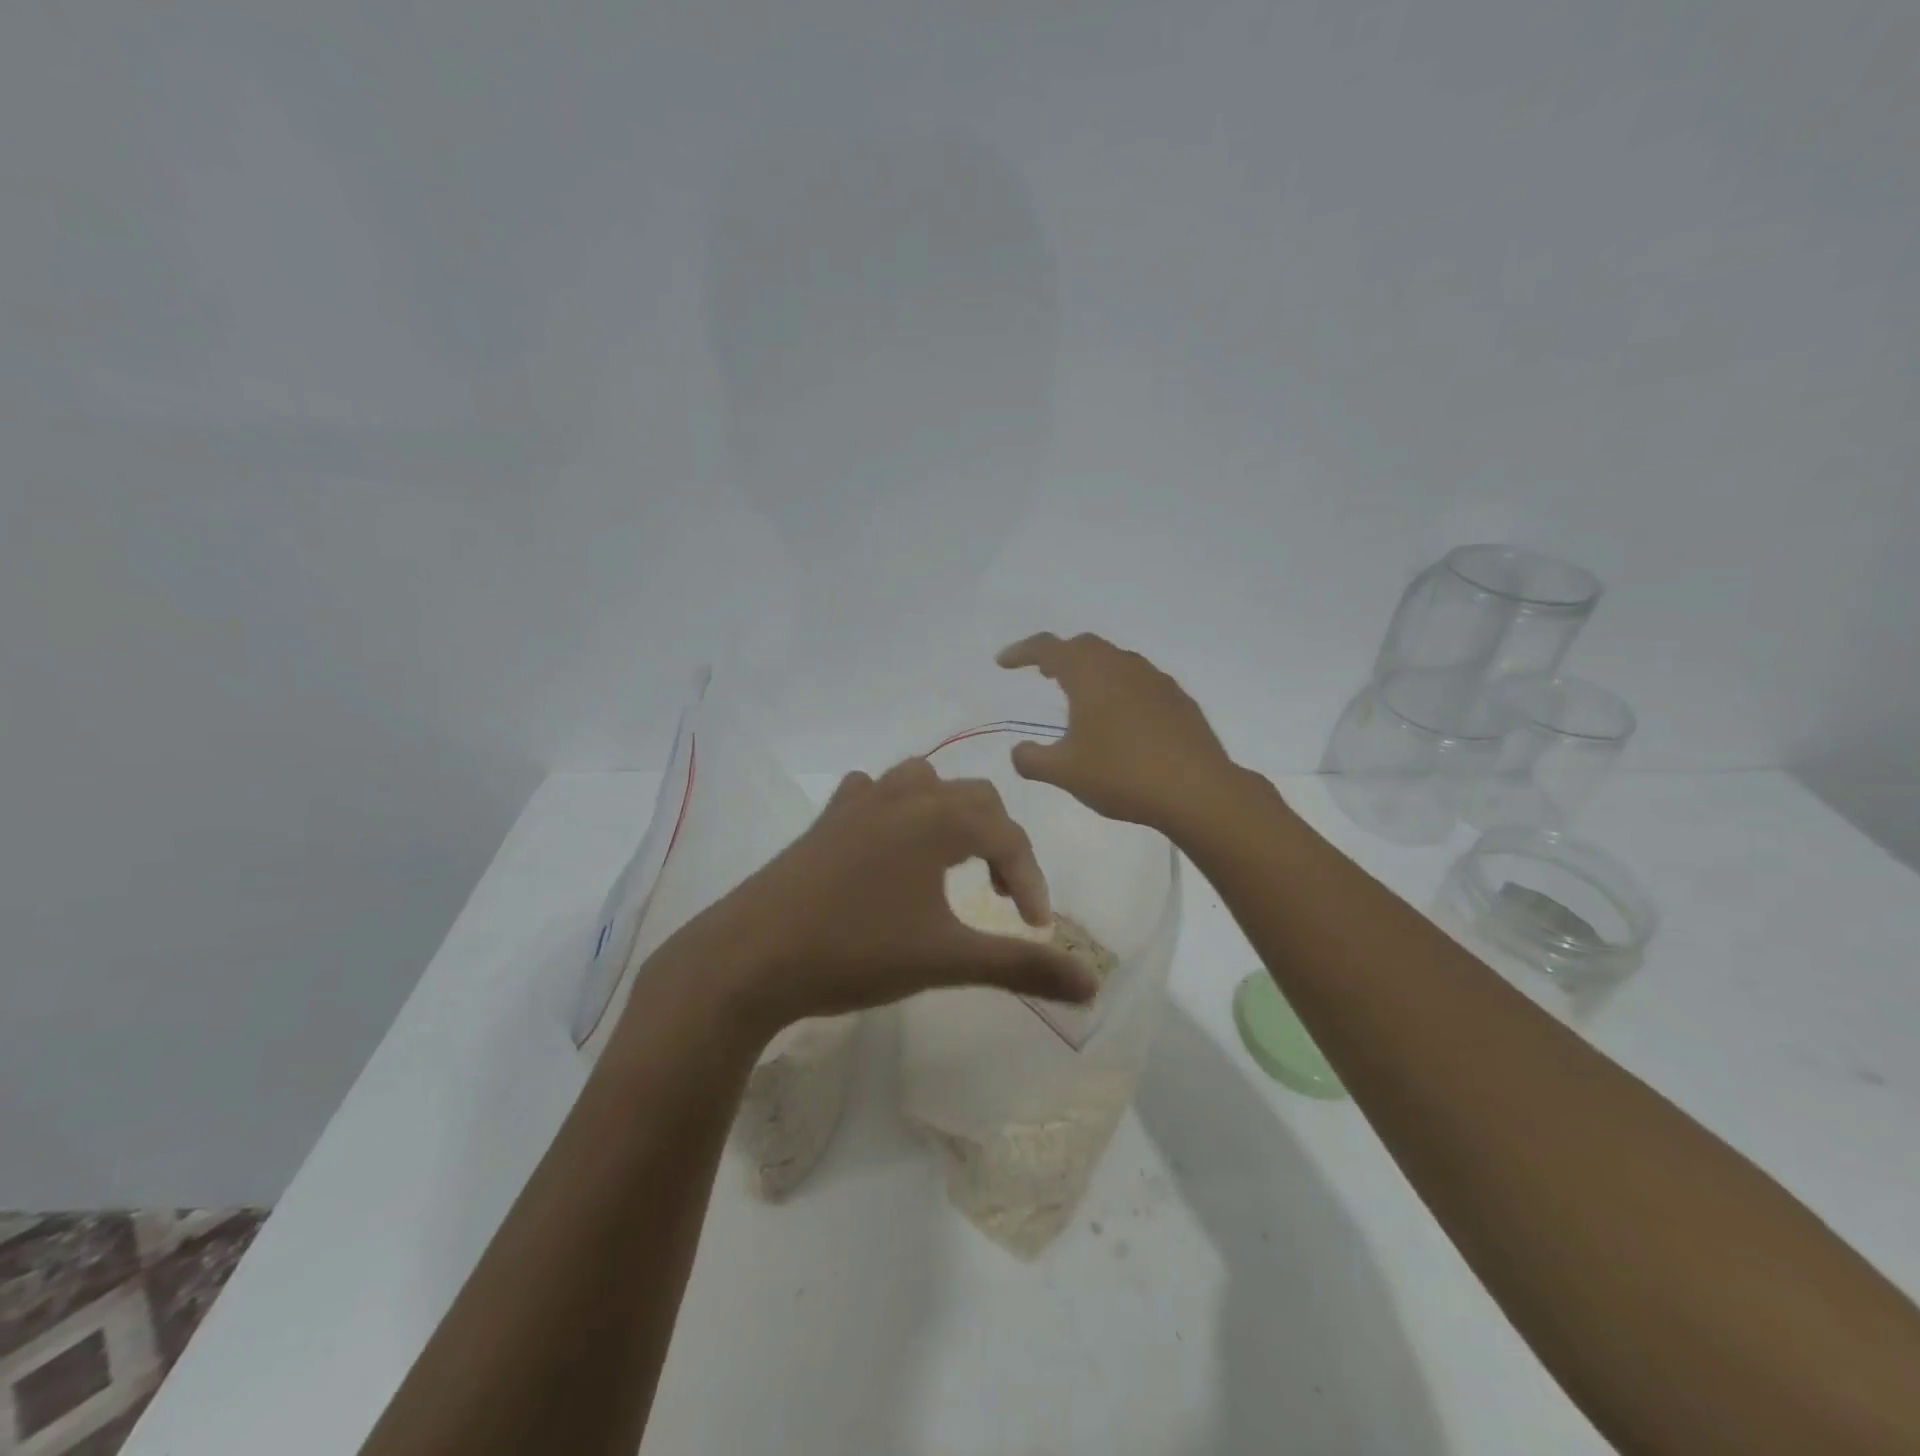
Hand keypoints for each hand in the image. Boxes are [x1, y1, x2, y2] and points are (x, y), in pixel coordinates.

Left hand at [663, 759, 1097, 1038]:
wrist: (750, 956)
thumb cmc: (856, 951)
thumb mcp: (947, 961)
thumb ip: (1021, 966)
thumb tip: (1092, 986)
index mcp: (938, 818)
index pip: (1008, 837)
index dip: (1031, 881)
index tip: (1036, 929)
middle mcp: (903, 796)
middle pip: (973, 799)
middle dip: (998, 843)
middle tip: (1000, 895)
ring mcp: (858, 802)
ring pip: (922, 783)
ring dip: (949, 815)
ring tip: (952, 862)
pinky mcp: (825, 820)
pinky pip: (872, 793)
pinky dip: (895, 810)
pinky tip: (888, 844)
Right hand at [997, 632, 1241, 832]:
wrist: (1197, 790)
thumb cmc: (1122, 774)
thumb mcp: (1065, 773)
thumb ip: (1032, 760)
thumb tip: (1018, 752)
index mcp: (1090, 675)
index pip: (1048, 648)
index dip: (1022, 651)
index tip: (1004, 663)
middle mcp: (1123, 666)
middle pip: (1085, 646)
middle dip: (1060, 655)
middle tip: (1043, 673)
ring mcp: (1156, 680)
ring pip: (1116, 661)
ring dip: (1092, 670)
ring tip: (1081, 696)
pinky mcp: (1178, 700)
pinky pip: (1140, 682)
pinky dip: (1120, 688)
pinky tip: (1122, 718)